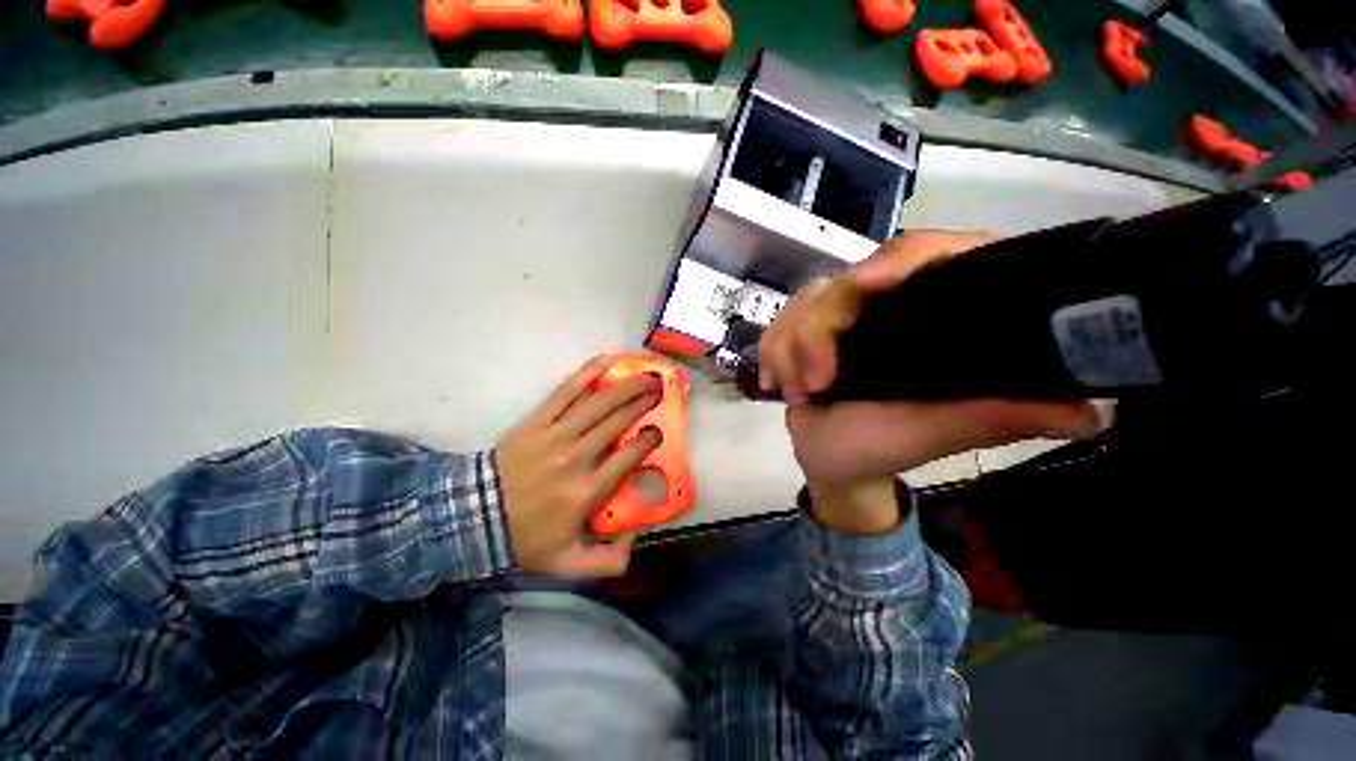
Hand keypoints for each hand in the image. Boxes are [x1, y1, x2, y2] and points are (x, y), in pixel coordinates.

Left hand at [497, 357, 661, 576]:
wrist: (474, 517)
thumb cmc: (526, 537)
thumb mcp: (569, 565)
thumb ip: (610, 560)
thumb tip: (638, 534)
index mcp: (588, 490)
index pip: (630, 456)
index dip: (650, 439)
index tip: (659, 432)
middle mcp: (577, 457)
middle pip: (618, 421)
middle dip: (643, 402)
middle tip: (659, 390)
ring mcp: (556, 434)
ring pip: (599, 403)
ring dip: (626, 387)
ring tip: (644, 376)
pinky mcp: (537, 421)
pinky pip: (565, 392)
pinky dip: (586, 375)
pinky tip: (605, 361)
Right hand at [759, 231, 1111, 534]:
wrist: (829, 460)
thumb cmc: (882, 448)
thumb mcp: (936, 432)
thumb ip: (994, 415)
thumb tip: (1089, 411)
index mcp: (929, 317)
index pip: (923, 254)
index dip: (897, 260)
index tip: (863, 286)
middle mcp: (884, 307)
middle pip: (844, 283)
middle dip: (817, 332)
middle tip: (816, 385)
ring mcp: (839, 317)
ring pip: (803, 304)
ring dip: (790, 350)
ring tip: (798, 394)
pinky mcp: (803, 331)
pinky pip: (778, 324)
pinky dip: (772, 353)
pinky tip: (776, 383)